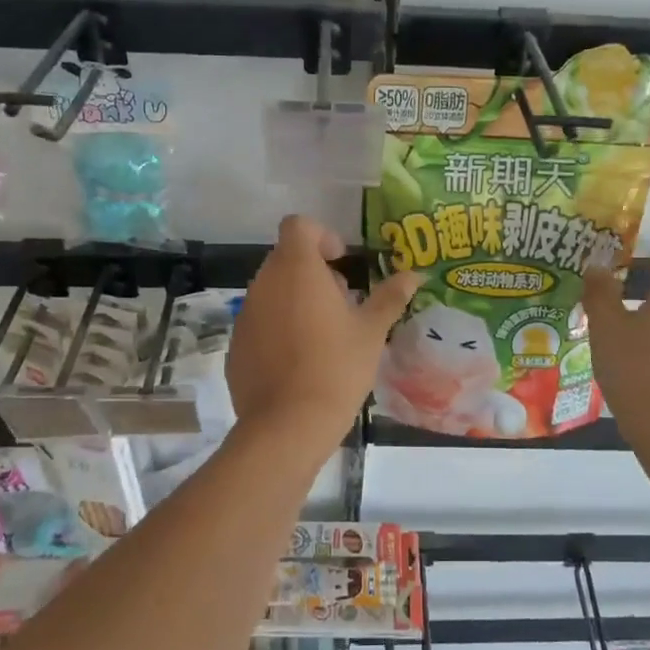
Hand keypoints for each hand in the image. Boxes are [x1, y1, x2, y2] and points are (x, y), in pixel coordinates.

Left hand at [227, 215, 421, 448]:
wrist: (288, 425)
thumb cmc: (336, 368)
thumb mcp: (371, 332)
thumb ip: (389, 297)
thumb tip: (413, 274)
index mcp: (297, 269)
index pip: (298, 225)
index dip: (321, 235)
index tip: (342, 262)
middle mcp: (264, 283)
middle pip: (286, 258)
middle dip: (313, 271)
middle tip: (341, 303)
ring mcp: (245, 314)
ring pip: (272, 291)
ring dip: (296, 299)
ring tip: (323, 335)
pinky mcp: (236, 344)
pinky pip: (259, 322)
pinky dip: (278, 328)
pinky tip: (299, 361)